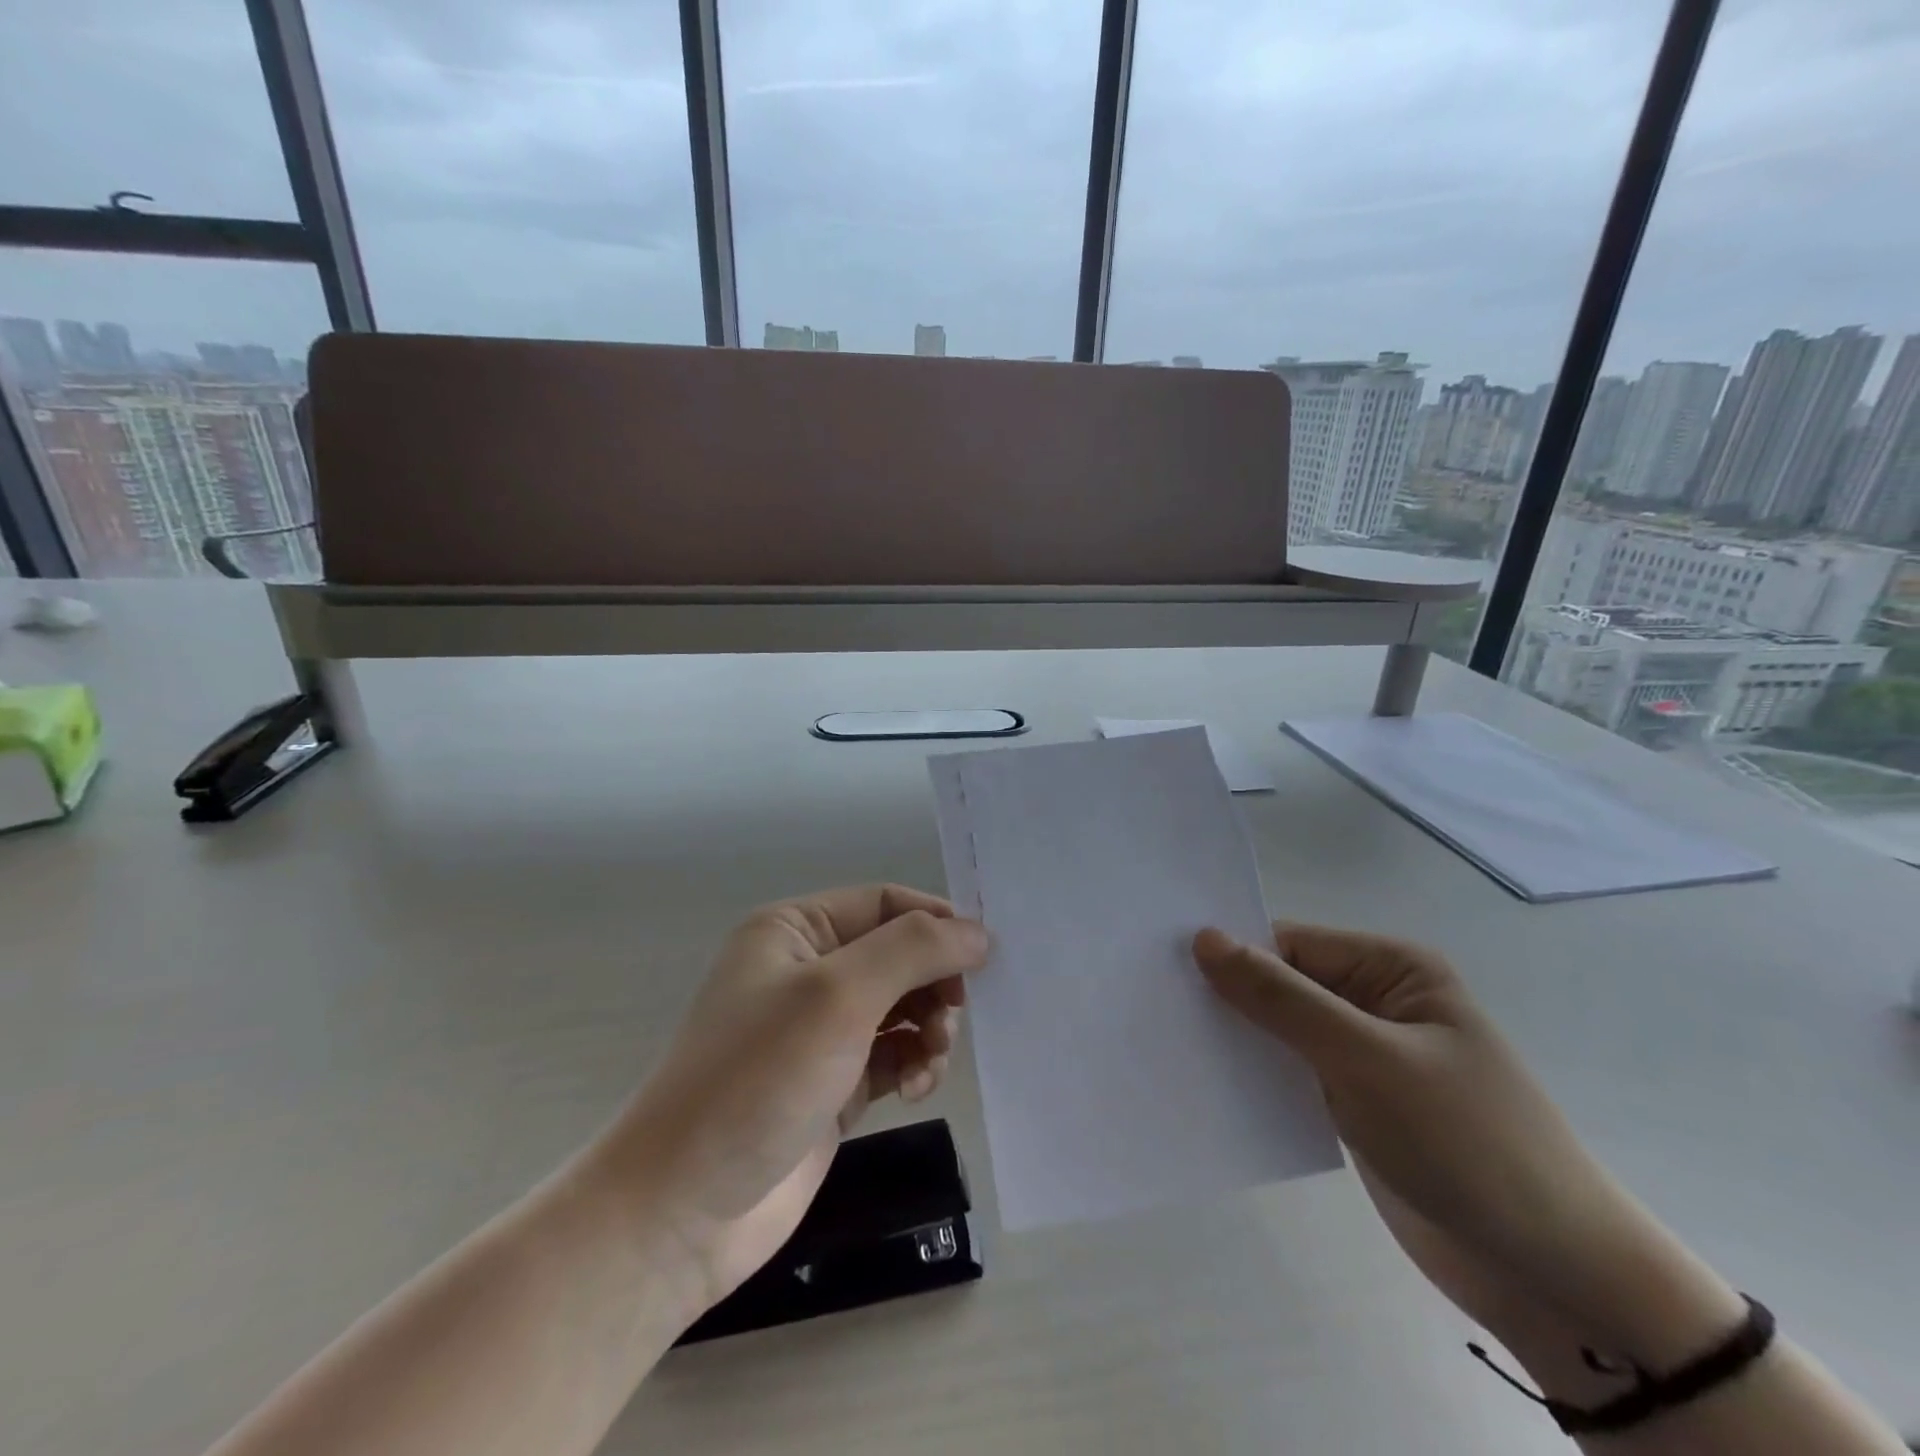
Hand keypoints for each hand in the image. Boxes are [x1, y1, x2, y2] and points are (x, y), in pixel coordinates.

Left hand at [595, 885, 987, 1313]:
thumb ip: (914, 950)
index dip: (937, 922)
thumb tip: (978, 932)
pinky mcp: (835, 1085)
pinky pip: (895, 1055)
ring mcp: (821, 1031)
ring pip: (903, 1007)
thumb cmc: (758, 1077)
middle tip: (953, 1017)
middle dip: (934, 982)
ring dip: (930, 1027)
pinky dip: (915, 1064)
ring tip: (932, 1059)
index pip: (885, 903)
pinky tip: (916, 1088)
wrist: (684, 1211)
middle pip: (899, 955)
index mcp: (794, 930)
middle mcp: (808, 971)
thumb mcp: (839, 995)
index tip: (986, 955)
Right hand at [1191, 922, 1744, 1371]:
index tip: (1162, 969)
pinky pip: (1292, 1074)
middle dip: (1227, 996)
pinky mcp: (1356, 1104)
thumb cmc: (1466, 1143)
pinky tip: (1207, 1082)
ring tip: (1166, 1042)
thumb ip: (1281, 998)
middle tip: (1153, 1004)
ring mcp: (1366, 1055)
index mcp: (1392, 969)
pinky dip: (1255, 1075)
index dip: (1229, 954)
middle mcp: (1376, 1001)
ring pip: (1281, 1030)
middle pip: (1282, 984)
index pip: (1289, 944)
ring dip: (1237, 1038)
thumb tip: (1203, 938)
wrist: (1554, 1276)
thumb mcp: (1366, 1059)